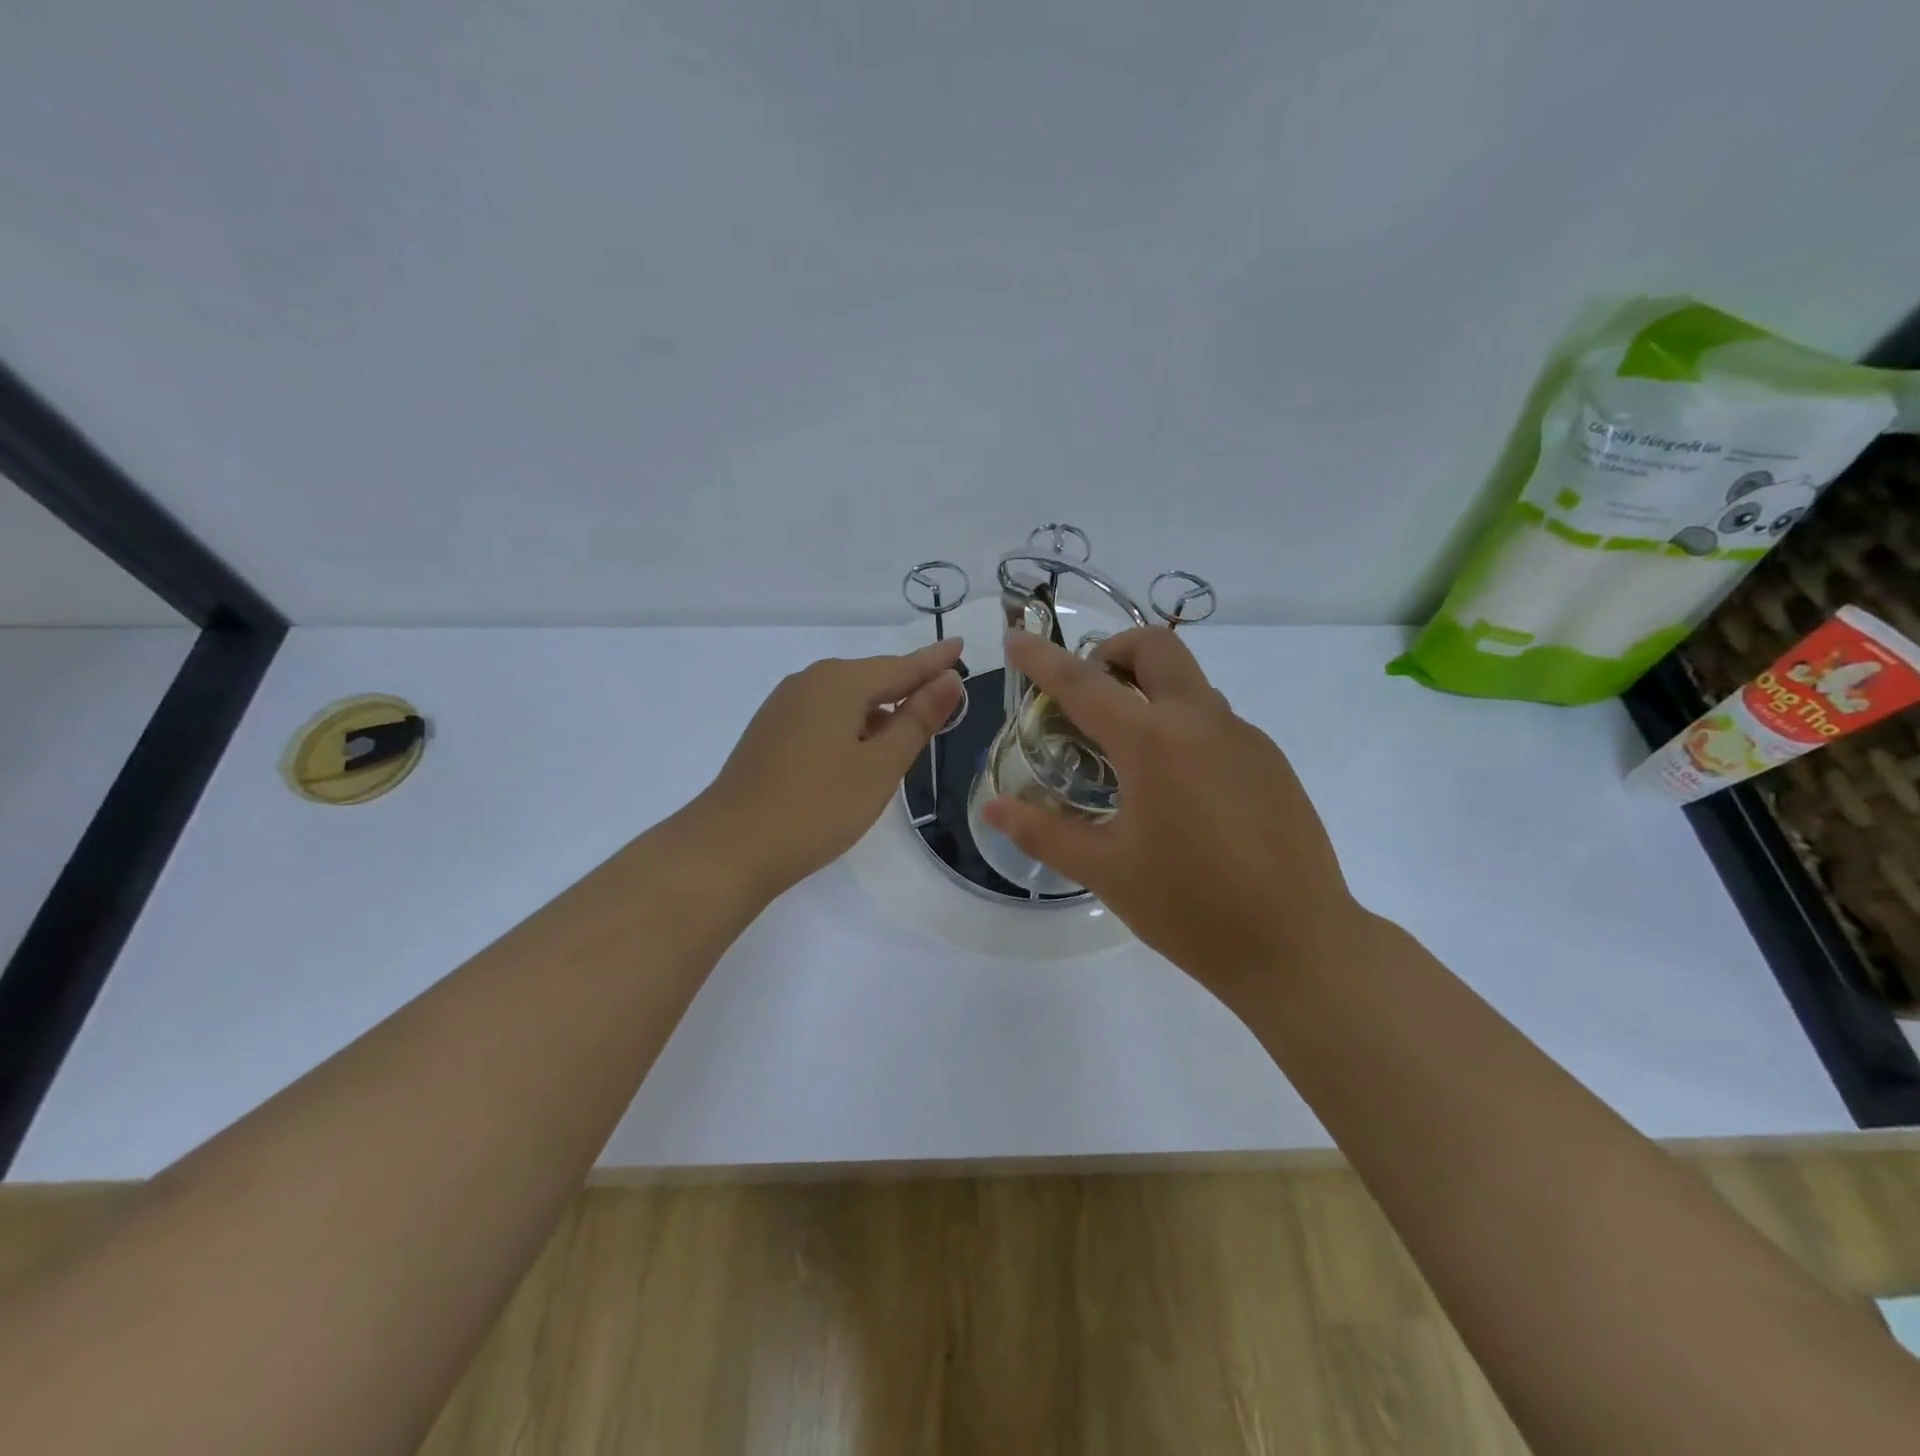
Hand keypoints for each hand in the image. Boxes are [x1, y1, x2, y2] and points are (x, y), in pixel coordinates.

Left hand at [687, 639, 965, 900]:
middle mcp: (808, 682)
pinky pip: (824, 716)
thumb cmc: (817, 806)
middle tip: (945, 695)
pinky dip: (852, 724)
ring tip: (910, 726)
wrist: (731, 847)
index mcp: (839, 683)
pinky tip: (861, 749)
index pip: (901, 666)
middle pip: (871, 678)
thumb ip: (917, 720)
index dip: (934, 661)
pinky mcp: (770, 732)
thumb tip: (949, 679)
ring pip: (845, 699)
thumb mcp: (881, 766)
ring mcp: (783, 707)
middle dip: (908, 686)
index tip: (960, 646)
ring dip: (879, 709)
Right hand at [982, 628, 1357, 996]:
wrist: (1298, 945)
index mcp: (1153, 743)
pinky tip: (1177, 788)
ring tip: (1126, 752)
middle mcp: (1202, 722)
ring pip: (1190, 684)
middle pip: (1156, 649)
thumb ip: (1043, 832)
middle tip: (1088, 691)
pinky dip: (1182, 727)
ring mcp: (1245, 738)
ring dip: (1150, 692)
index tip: (1017, 637)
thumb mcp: (1106, 871)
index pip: (1084, 683)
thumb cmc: (1190, 908)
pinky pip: (1217, 722)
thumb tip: (993, 809)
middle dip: (1113, 651)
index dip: (1043, 658)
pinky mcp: (1271, 762)